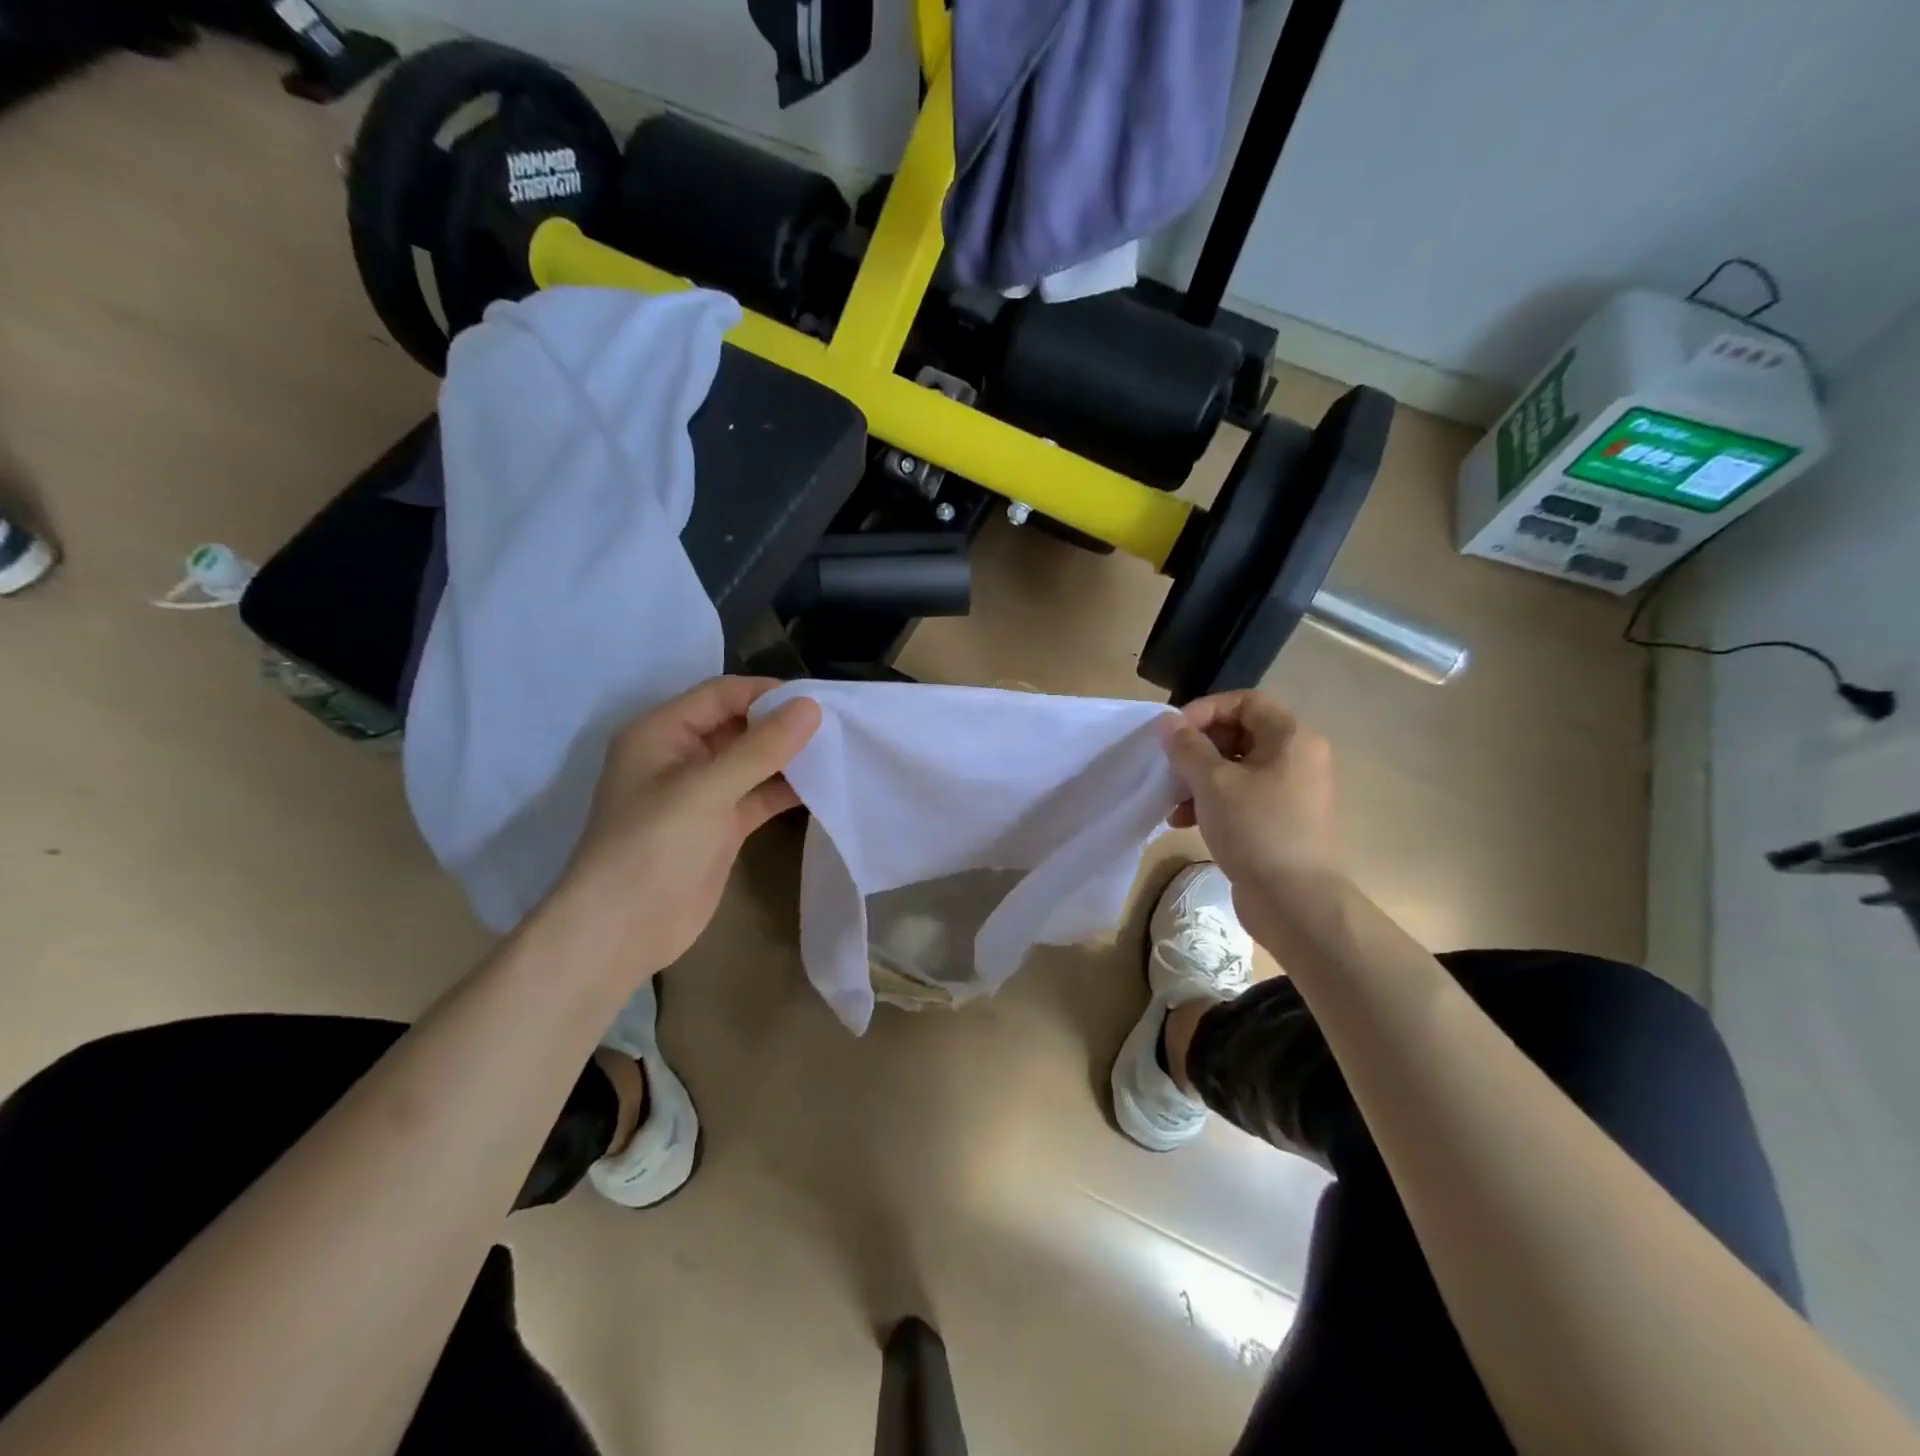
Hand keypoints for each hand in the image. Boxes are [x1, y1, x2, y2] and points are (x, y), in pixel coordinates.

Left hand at [548, 677, 820, 974]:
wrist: (621, 932)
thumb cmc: (652, 848)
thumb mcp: (705, 790)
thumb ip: (760, 748)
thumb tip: (811, 707)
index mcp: (662, 732)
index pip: (722, 695)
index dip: (768, 694)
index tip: (819, 702)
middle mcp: (682, 755)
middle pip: (740, 725)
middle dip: (784, 725)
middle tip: (838, 727)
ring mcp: (702, 793)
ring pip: (753, 762)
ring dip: (789, 758)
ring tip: (839, 753)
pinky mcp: (720, 826)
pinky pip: (759, 796)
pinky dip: (787, 790)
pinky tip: (824, 787)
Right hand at [1161, 690, 1338, 897]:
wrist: (1294, 901)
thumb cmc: (1256, 829)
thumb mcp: (1213, 782)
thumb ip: (1187, 747)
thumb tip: (1168, 722)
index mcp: (1291, 738)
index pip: (1245, 701)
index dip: (1205, 710)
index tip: (1174, 733)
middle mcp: (1298, 758)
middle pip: (1239, 734)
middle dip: (1198, 749)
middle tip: (1171, 767)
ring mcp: (1292, 791)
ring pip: (1236, 768)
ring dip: (1199, 778)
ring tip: (1173, 802)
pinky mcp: (1282, 820)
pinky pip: (1243, 796)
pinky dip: (1213, 801)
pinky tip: (1184, 822)